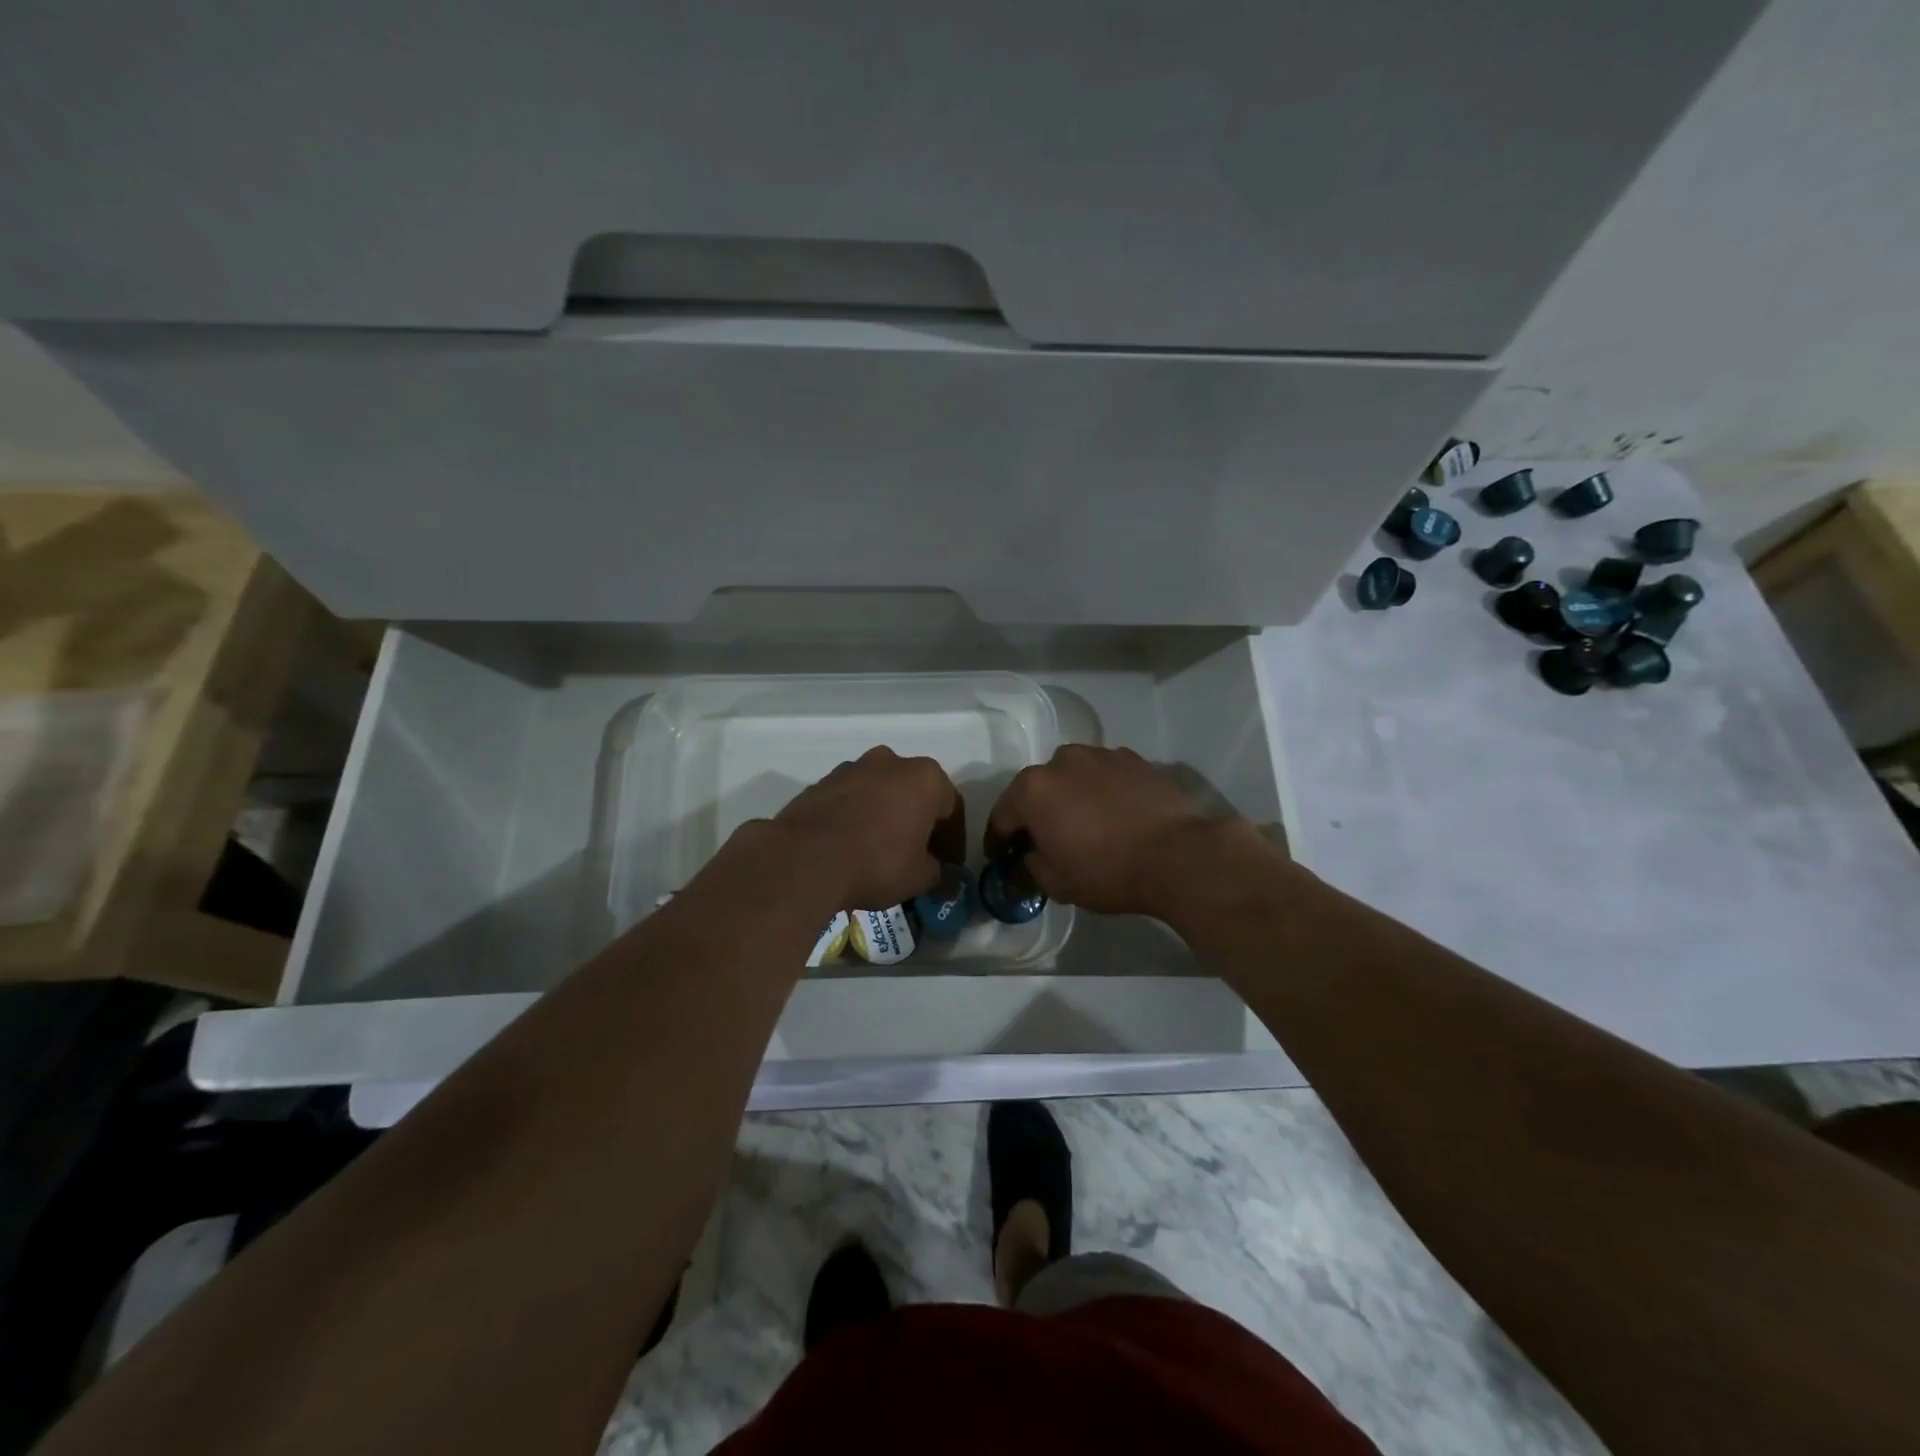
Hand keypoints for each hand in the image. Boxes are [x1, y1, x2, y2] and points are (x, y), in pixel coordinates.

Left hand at [772, 746, 964, 910]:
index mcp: (926, 777)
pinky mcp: (822, 781)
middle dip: (920, 823)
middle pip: (916, 793)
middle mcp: (892, 762)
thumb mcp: (919, 878)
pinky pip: (852, 799)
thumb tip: (946, 879)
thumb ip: (939, 874)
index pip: (953, 809)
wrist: (805, 858)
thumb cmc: (877, 862)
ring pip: (882, 792)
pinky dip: (858, 817)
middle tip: (919, 857)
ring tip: (882, 851)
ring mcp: (853, 768)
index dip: (954, 842)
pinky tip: (852, 846)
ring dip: (888, 816)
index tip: (950, 867)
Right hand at [987, 745, 1218, 914]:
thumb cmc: (1107, 871)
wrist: (1177, 855)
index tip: (999, 857)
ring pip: (1072, 776)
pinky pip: (1104, 775)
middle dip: (1036, 813)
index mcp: (1032, 790)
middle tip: (1043, 840)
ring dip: (1069, 796)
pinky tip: (1114, 813)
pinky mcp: (1133, 759)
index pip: (1002, 816)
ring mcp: (1100, 755)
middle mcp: (1061, 762)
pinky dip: (1101, 790)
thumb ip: (1032, 867)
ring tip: (1083, 822)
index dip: (998, 840)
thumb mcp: (1058, 883)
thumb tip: (1029, 859)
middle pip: (1037, 789)